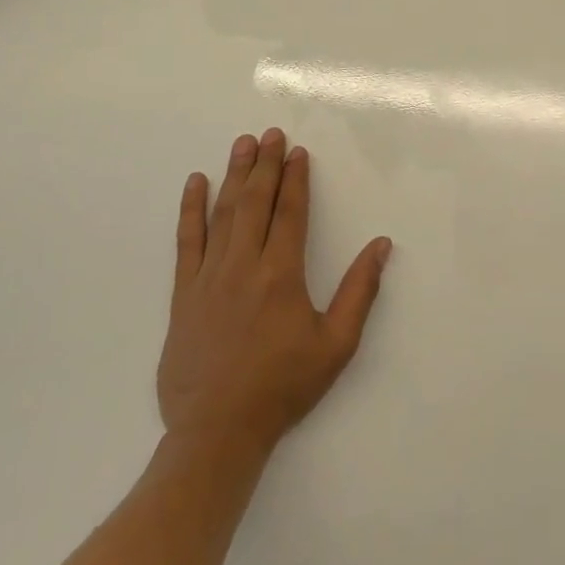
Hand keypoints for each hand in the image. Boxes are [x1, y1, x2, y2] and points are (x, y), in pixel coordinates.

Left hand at [157, 129, 392, 459]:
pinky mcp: (184, 293)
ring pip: (223, 213)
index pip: (290, 212)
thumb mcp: (336, 344)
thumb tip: (381, 246)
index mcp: (281, 274)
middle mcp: (244, 264)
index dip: (296, 179)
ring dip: (234, 175)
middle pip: (256, 202)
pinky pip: (186, 241)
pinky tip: (195, 183)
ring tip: (243, 144)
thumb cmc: (283, 386)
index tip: (299, 152)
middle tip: (271, 133)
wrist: (218, 431)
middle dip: (266, 164)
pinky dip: (190, 209)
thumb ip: (359, 291)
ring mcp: (209, 276)